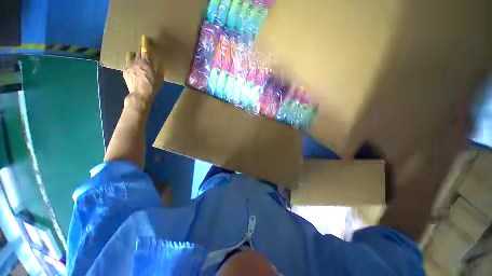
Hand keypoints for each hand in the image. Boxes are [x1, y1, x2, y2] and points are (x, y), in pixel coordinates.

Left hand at [123, 36, 162, 104]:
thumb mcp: (160, 78)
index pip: (145, 50)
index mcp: (146, 62)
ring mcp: (129, 66)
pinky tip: (133, 70)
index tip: (144, 37)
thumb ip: (159, 68)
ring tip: (135, 59)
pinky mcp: (125, 72)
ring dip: (133, 56)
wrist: (140, 94)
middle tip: (143, 51)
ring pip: (129, 56)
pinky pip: (127, 64)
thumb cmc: (152, 86)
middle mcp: (136, 61)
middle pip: (137, 52)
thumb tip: (159, 62)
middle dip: (140, 50)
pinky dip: (130, 65)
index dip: (145, 43)